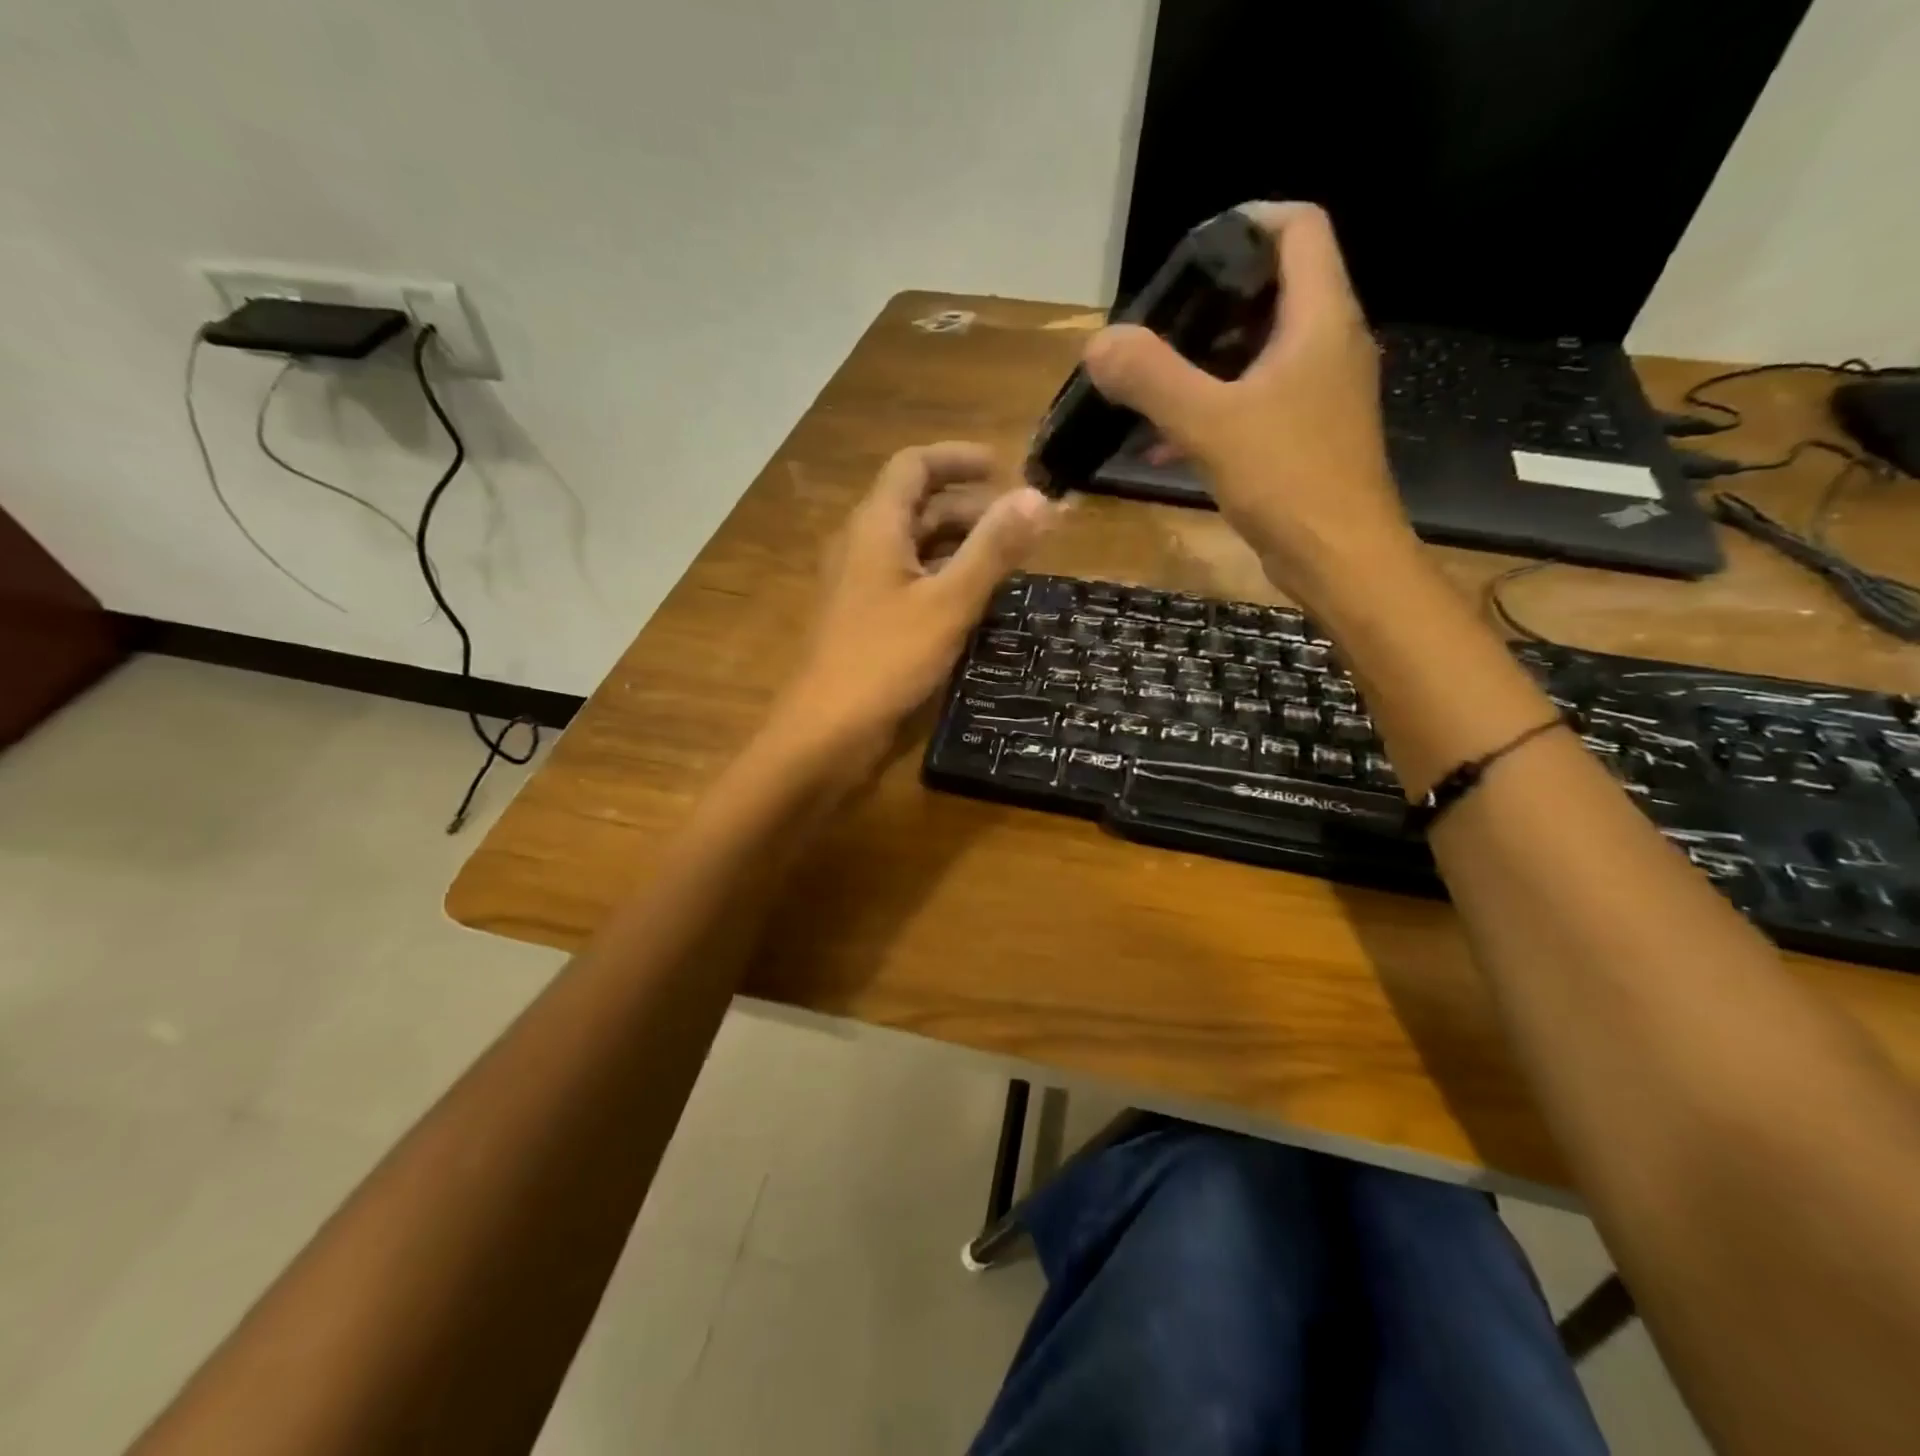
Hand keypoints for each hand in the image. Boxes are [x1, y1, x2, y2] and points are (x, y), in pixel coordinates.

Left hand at [768, 442, 1054, 764]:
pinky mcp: (865, 622)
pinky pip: (909, 583)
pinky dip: (943, 579)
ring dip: (959, 545)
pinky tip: (974, 602)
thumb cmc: (885, 659)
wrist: (825, 731)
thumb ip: (993, 549)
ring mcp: (861, 587)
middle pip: (917, 507)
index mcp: (875, 527)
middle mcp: (863, 547)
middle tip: (1020, 525)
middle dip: (970, 507)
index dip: (957, 458)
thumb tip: (1039, 497)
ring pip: (914, 548)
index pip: (913, 466)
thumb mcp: (949, 602)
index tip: (1004, 466)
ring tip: (1008, 561)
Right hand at [1083, 202, 1420, 612]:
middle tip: (1155, 326)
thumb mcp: (1210, 424)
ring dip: (1203, 364)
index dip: (1247, 222)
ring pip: (1258, 352)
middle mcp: (1329, 343)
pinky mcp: (1307, 435)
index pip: (1298, 228)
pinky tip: (1163, 445)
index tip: (1190, 253)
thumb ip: (1152, 378)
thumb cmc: (1287, 480)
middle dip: (1208, 303)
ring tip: (1148, 386)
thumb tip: (1098, 343)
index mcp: (1319, 318)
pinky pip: (1255, 401)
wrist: (1340, 559)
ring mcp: (1320, 393)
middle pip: (1272, 290)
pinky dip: (1213, 409)